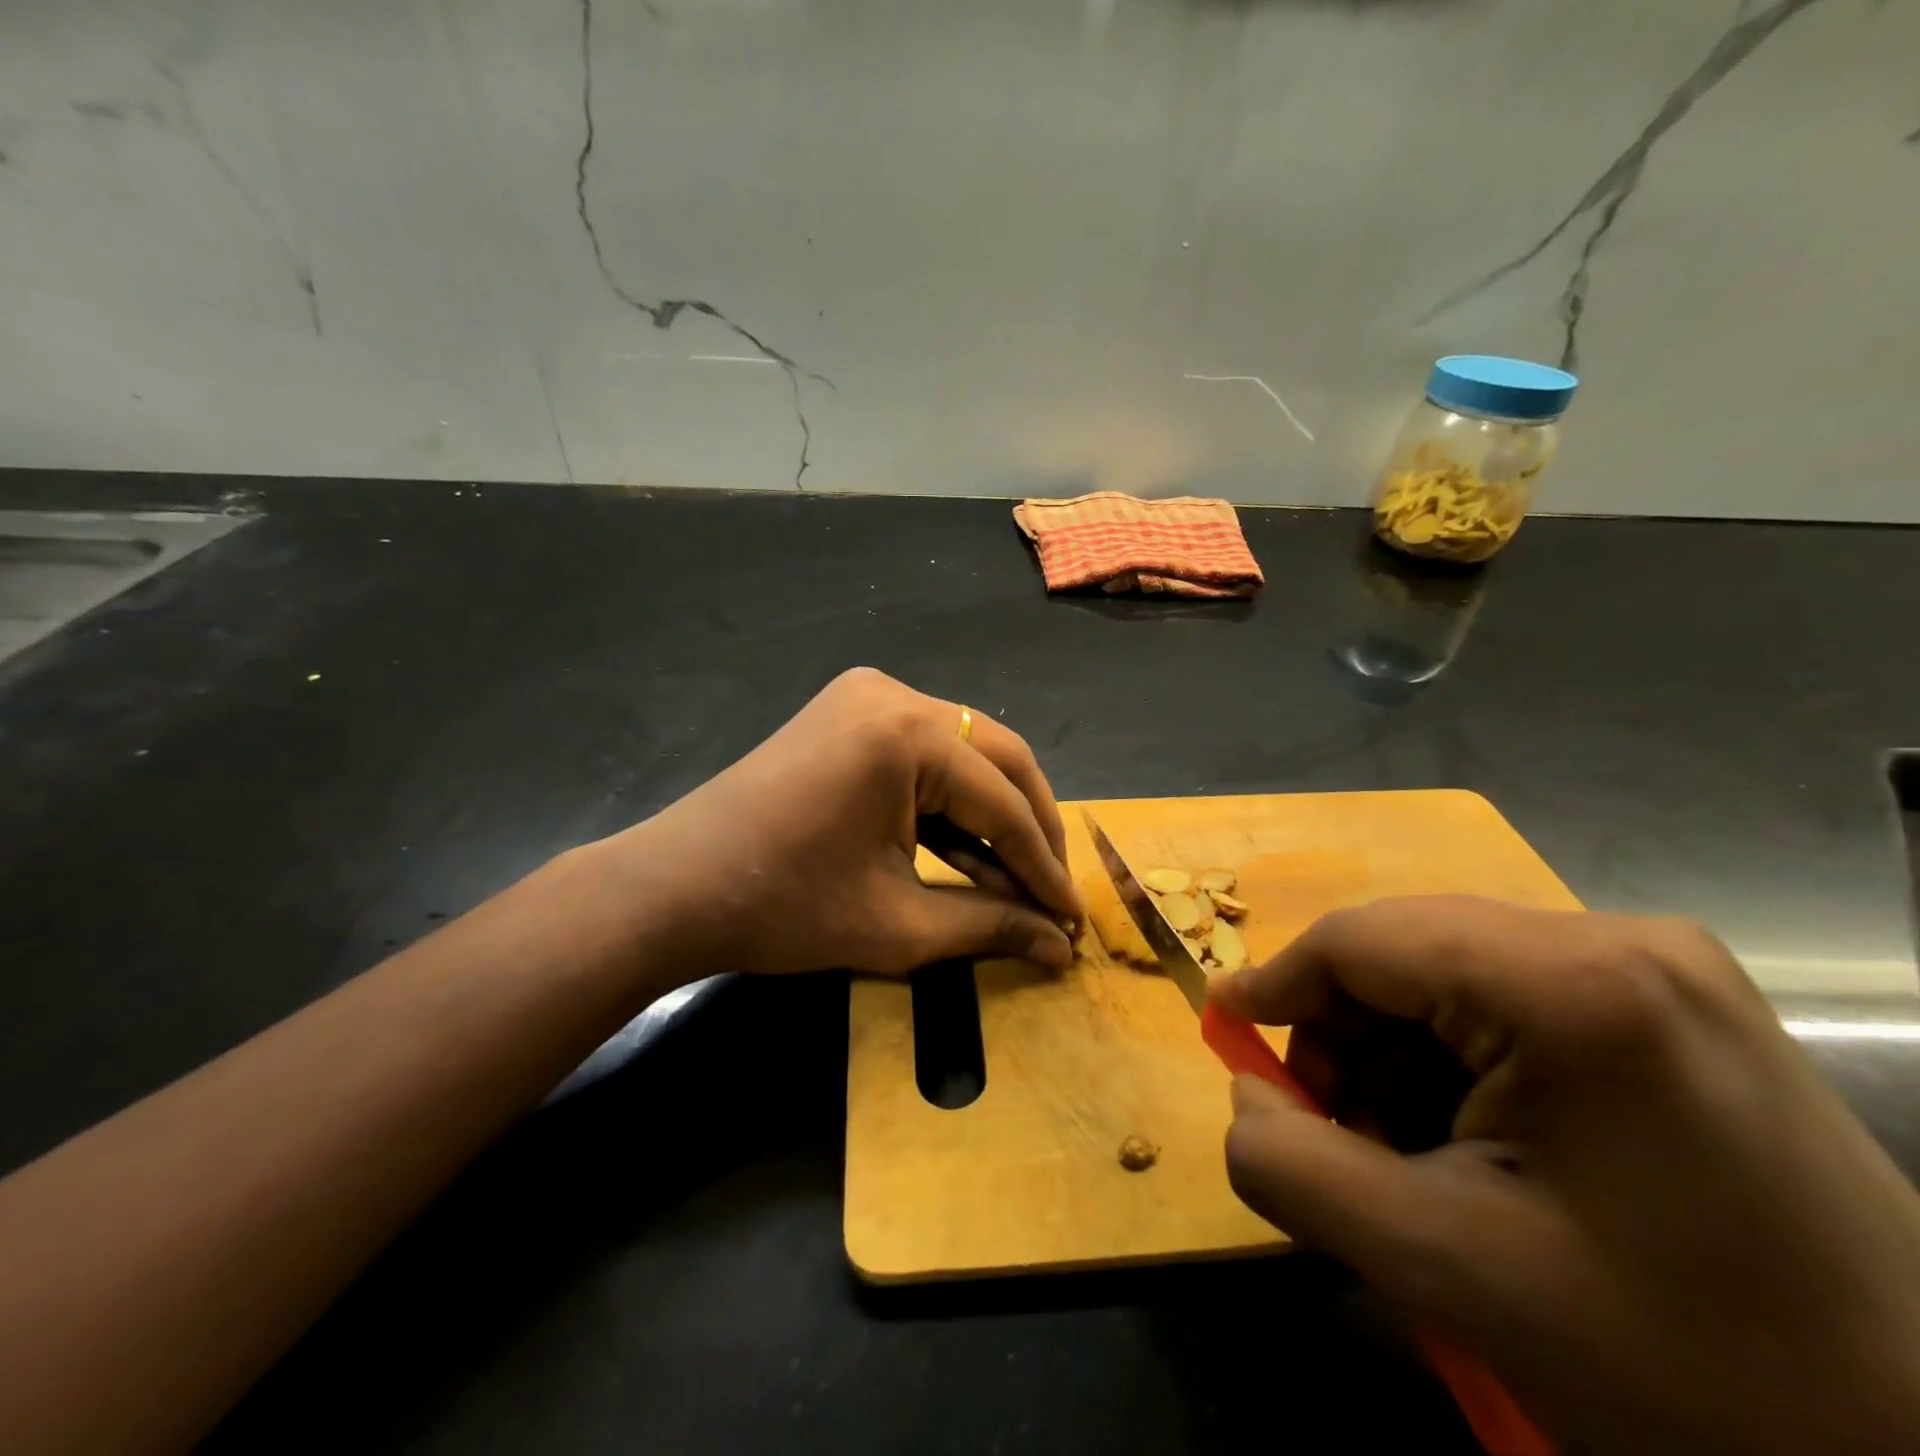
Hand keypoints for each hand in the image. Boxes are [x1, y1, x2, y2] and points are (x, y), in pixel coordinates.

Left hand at [591, 668, 1079, 979]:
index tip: (1071, 916)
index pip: (1000, 800)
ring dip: (993, 813)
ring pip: (965, 752)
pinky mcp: (849, 712)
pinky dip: (949, 800)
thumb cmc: (782, 909)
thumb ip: (990, 927)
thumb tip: (1060, 948)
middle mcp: (894, 694)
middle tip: (1052, 891)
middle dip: (1030, 827)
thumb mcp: (898, 924)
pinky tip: (968, 850)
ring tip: (1018, 877)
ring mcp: (867, 696)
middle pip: (996, 757)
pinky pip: (924, 752)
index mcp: (904, 733)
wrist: (673, 889)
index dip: (1042, 864)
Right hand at [1212, 896, 1919, 1454]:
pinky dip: (1459, 1060)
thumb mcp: (1452, 1270)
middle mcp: (1619, 938)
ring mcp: (1660, 967)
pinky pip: (1510, 1000)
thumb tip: (1247, 1095)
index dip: (1279, 982)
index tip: (1225, 1027)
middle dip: (1346, 1037)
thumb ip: (1296, 1171)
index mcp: (1574, 981)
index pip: (1363, 939)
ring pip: (1452, 976)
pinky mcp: (1674, 1003)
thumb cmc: (1689, 1369)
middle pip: (1408, 953)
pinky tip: (1475, 1140)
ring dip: (1398, 1054)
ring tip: (1405, 1151)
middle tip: (1332, 1128)